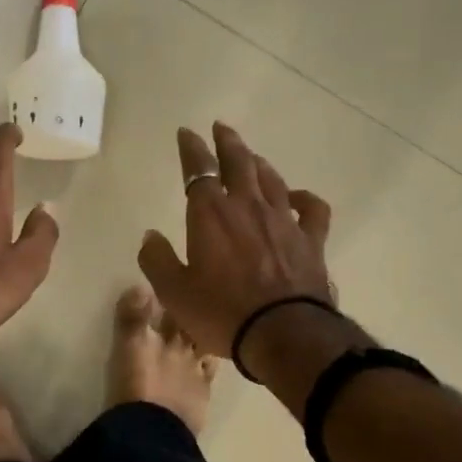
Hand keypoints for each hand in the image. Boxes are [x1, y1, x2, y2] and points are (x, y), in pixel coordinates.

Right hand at [137, 122, 334, 357]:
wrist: (284, 333)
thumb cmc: (222, 313)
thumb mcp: (174, 292)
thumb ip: (157, 259)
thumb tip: (150, 235)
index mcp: (210, 215)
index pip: (198, 170)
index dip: (191, 149)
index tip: (186, 133)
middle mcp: (248, 207)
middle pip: (239, 162)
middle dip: (227, 142)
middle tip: (221, 128)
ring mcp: (283, 220)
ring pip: (272, 179)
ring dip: (259, 164)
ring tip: (251, 157)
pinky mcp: (311, 239)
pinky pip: (311, 208)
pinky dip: (303, 197)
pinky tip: (296, 197)